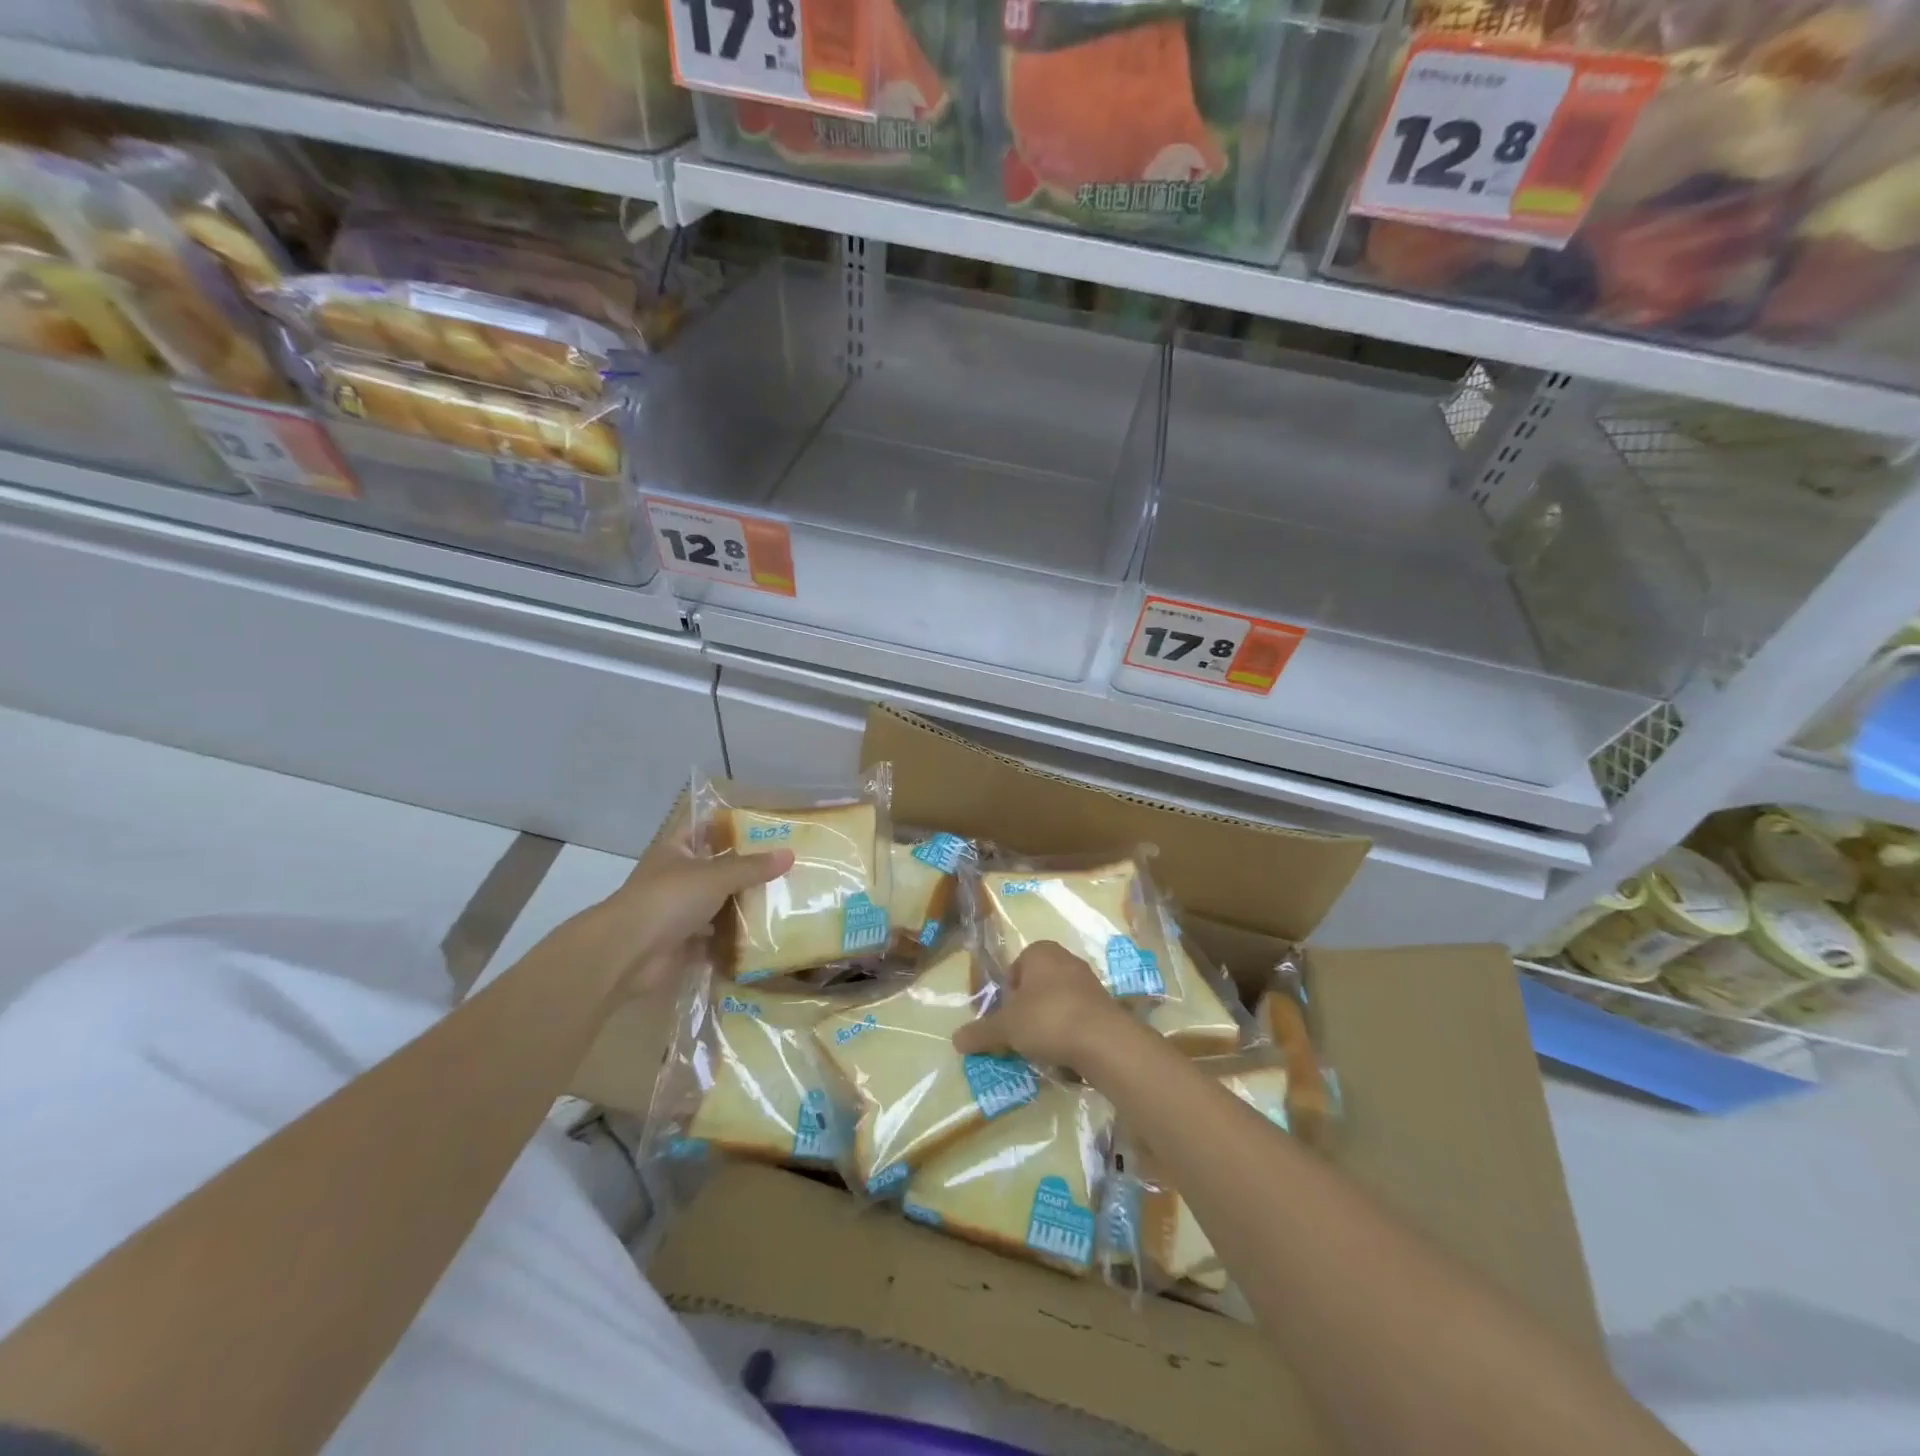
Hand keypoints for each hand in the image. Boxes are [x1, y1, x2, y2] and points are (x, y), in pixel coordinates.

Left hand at [571, 808, 791, 997]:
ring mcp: (677, 911)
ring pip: (716, 902)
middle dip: (746, 868)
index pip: (705, 828)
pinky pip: (714, 935)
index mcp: (676, 850)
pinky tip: (764, 934)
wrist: (629, 953)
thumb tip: (790, 853)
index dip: (731, 825)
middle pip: (715, 867)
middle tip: (785, 865)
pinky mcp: (682, 941)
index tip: (765, 826)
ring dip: (741, 904)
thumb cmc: (669, 899)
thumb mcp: (717, 876)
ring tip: (782, 899)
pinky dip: (733, 937)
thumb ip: (753, 867)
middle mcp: (675, 877)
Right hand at [952, 941, 1135, 1072]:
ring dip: (1048, 1023)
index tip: (1005, 1022)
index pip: (1013, 971)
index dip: (1006, 997)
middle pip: (1035, 987)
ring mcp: (1089, 981)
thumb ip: (981, 1032)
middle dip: (1026, 1012)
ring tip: (1042, 1050)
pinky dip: (1069, 1033)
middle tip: (1020, 1038)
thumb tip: (955, 1039)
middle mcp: (1065, 959)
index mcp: (1040, 951)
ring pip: (1057, 1003)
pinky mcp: (1106, 1005)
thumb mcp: (1006, 1027)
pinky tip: (1065, 1054)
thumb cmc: (1047, 1019)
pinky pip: (1077, 1017)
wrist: (1104, 1040)